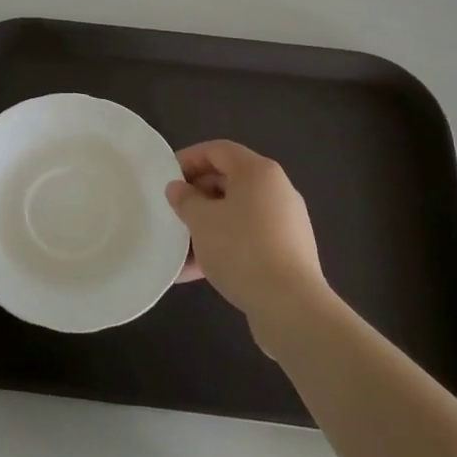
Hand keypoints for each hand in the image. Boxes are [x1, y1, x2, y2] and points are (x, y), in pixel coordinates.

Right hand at [167, 141, 330, 334]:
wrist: (290, 306)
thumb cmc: (241, 249)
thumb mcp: (201, 220)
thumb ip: (185, 199)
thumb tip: (178, 189)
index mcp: (258, 172)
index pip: (217, 150)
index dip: (188, 159)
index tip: (166, 178)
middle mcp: (276, 190)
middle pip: (228, 180)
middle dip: (196, 195)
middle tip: (172, 211)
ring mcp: (285, 223)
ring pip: (236, 214)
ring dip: (206, 226)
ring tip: (179, 247)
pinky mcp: (287, 252)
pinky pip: (247, 239)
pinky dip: (223, 247)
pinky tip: (196, 272)